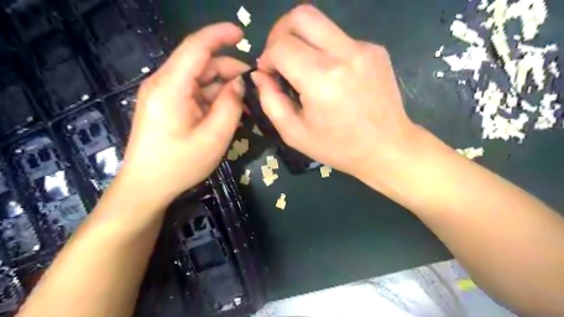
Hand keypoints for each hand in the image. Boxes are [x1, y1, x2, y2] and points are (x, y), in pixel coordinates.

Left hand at [118, 23, 248, 208]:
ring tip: (245, 103)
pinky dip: (213, 98)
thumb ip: (230, 106)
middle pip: (200, 64)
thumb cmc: (179, 165)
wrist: (146, 187)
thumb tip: (239, 83)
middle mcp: (163, 84)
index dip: (220, 36)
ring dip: (223, 86)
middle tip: (253, 87)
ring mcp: (163, 95)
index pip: (196, 47)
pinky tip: (228, 110)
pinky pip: (194, 93)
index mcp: (171, 87)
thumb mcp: (214, 137)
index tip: (242, 34)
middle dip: (228, 70)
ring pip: (199, 79)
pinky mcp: (166, 106)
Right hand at [253, 5, 415, 180]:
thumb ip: (270, 101)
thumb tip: (260, 75)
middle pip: (301, 16)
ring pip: (321, 23)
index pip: (281, 46)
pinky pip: (340, 38)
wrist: (387, 148)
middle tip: (279, 58)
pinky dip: (325, 51)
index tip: (269, 75)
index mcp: (321, 79)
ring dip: (303, 41)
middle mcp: (344, 54)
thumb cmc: (338, 147)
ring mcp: (364, 48)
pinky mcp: (375, 50)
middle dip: (280, 33)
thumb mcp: (294, 134)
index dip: (267, 58)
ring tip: (303, 69)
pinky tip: (330, 77)